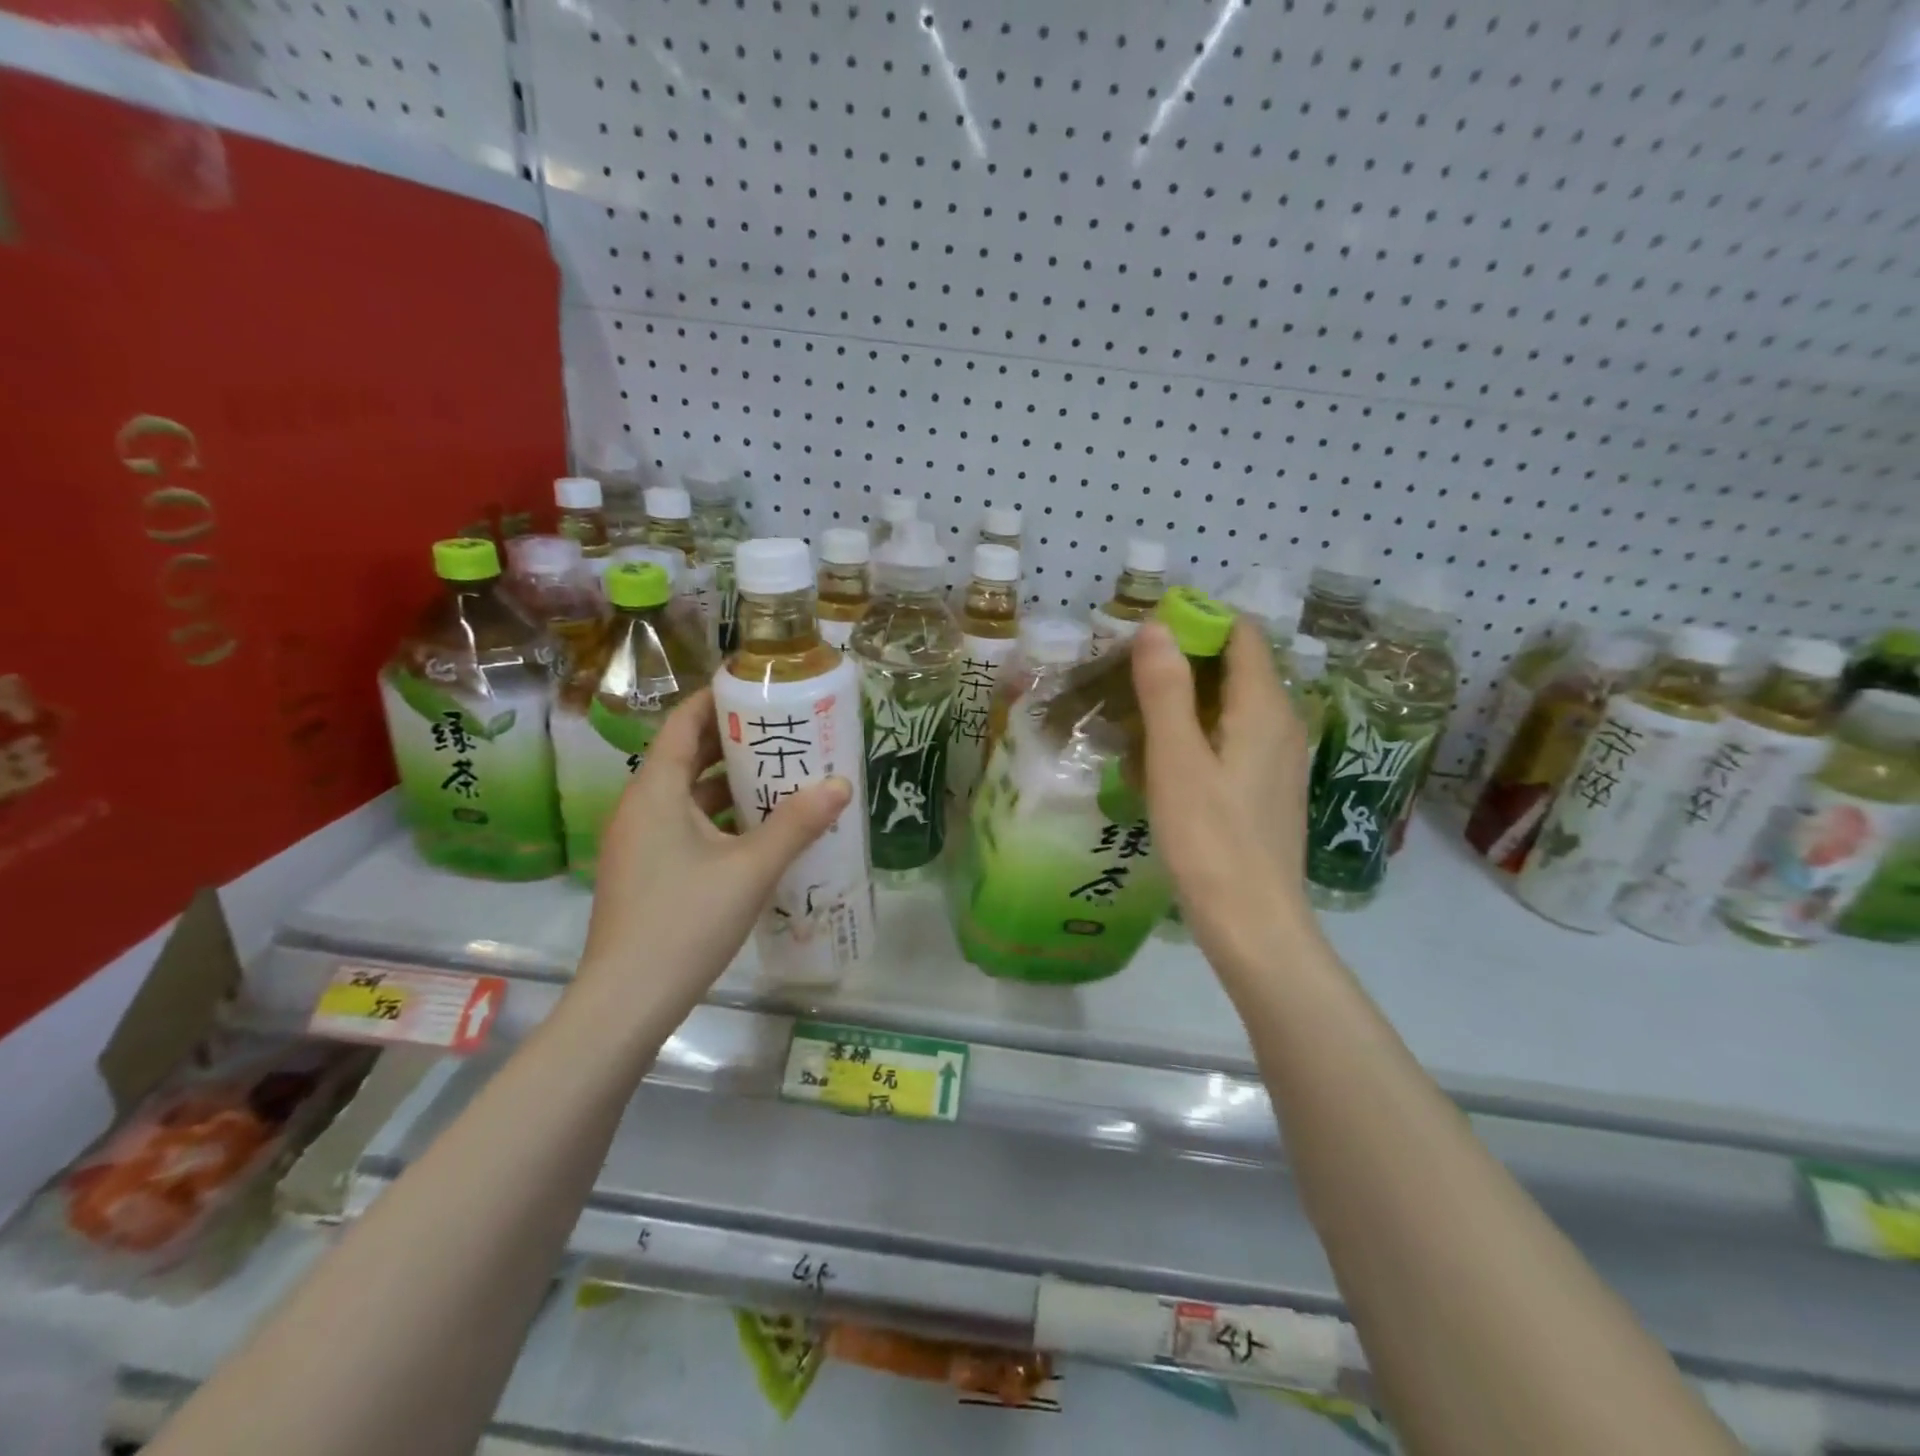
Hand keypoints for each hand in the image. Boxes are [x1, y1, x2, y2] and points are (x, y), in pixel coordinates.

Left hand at [575, 688, 850, 1025]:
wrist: (626, 1002)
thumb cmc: (685, 922)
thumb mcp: (751, 869)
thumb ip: (797, 824)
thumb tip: (841, 784)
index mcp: (655, 791)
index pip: (683, 723)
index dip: (717, 699)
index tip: (759, 689)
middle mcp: (640, 807)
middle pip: (687, 756)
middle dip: (734, 742)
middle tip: (785, 733)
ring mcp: (638, 842)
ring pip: (687, 795)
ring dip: (729, 784)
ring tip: (781, 778)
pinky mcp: (645, 871)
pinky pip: (684, 826)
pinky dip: (718, 818)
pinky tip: (758, 833)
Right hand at [1131, 620, 1319, 978]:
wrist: (1253, 923)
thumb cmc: (1210, 839)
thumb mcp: (1177, 760)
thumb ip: (1166, 690)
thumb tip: (1157, 625)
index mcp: (1265, 707)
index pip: (1241, 634)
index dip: (1197, 624)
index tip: (1146, 639)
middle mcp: (1283, 723)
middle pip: (1236, 667)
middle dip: (1184, 663)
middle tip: (1129, 679)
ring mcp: (1279, 759)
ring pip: (1232, 706)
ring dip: (1187, 701)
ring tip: (1137, 719)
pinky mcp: (1268, 789)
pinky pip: (1234, 739)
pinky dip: (1200, 734)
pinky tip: (1165, 763)